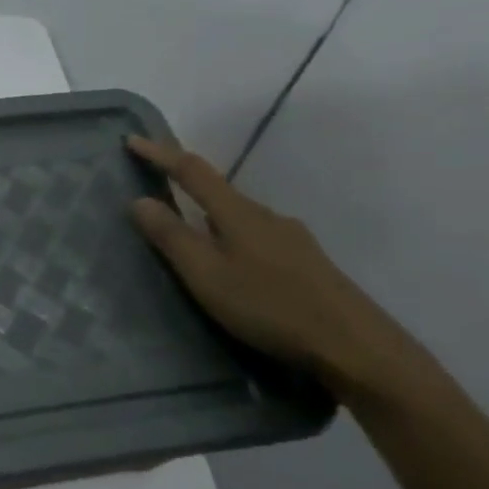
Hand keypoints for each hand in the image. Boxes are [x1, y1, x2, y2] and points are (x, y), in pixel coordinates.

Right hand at [127, 136, 423, 400]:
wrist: (357, 348)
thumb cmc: (271, 306)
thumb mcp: (207, 275)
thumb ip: (171, 237)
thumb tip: (139, 200)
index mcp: (238, 213)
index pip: (192, 171)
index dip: (160, 154)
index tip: (131, 140)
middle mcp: (266, 216)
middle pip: (219, 192)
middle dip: (185, 187)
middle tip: (155, 192)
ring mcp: (292, 239)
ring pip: (238, 218)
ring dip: (209, 219)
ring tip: (188, 238)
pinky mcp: (306, 264)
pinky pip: (256, 238)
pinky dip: (231, 239)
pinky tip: (231, 267)